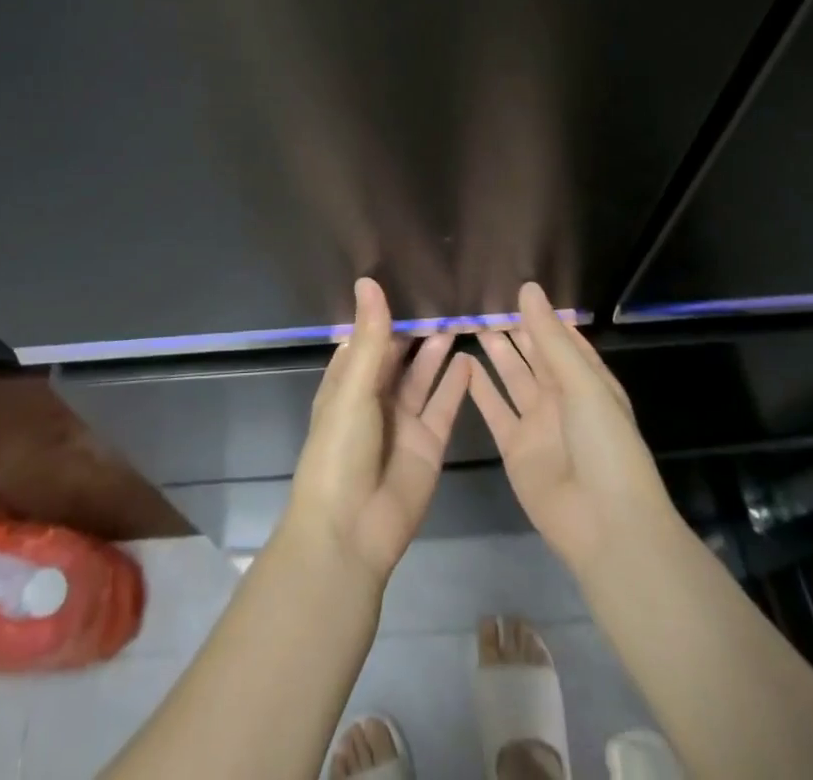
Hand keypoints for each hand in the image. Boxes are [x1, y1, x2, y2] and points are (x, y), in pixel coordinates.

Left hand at [286, 278, 473, 582]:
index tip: (411, 280)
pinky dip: (456, 384)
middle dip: (418, 330)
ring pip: (424, 377)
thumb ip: (370, 337)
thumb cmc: (340, 450)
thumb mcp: (354, 388)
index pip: (369, 338)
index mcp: (347, 381)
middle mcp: (375, 396)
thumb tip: (369, 281)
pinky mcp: (428, 444)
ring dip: (439, 351)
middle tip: (447, 296)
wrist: (351, 531)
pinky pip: (444, 406)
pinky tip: (471, 359)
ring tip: (462, 318)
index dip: (387, 314)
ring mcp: (403, 421)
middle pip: (399, 355)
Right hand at [469, 282, 679, 575]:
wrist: (605, 526)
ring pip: (513, 378)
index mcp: (588, 381)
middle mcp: (562, 399)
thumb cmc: (605, 445)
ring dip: (496, 354)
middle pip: (535, 356)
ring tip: (472, 323)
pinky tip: (461, 364)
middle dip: (514, 331)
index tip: (515, 288)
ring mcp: (538, 424)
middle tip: (483, 302)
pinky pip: (494, 411)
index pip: (563, 339)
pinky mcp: (515, 448)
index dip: (541, 316)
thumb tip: (528, 287)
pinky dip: (479, 389)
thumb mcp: (582, 384)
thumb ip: (550, 337)